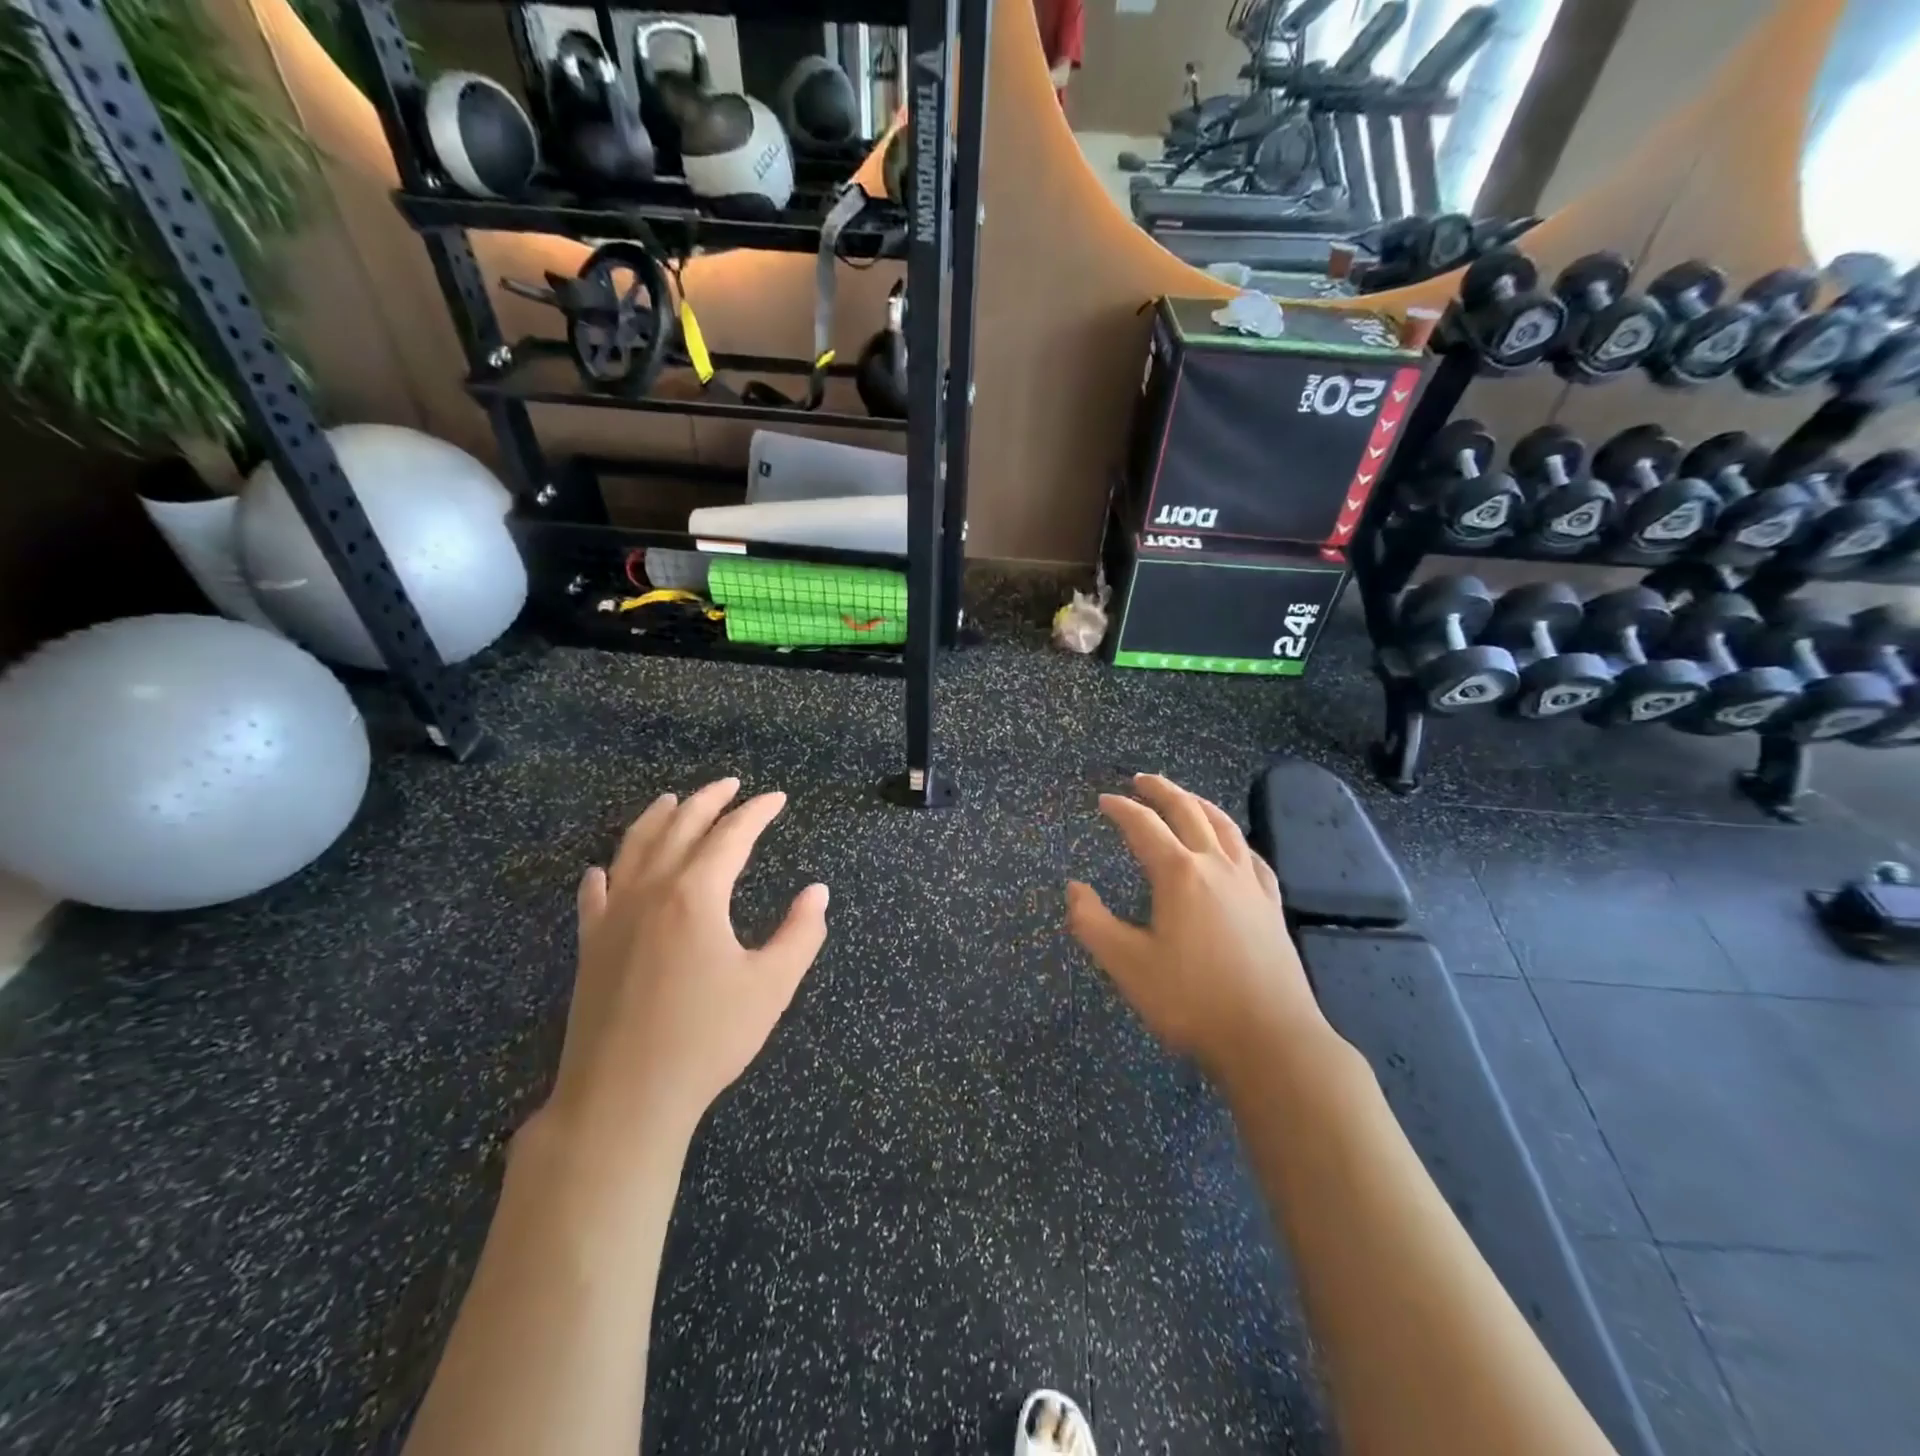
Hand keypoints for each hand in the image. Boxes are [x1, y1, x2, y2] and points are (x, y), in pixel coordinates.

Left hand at [540, 779, 829, 1156]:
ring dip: (656, 818)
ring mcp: (614, 916)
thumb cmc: (707, 1039)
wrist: (624, 1097)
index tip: (776, 798)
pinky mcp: (590, 946)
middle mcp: (651, 891)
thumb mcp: (771, 986)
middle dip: (709, 800)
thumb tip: (817, 891)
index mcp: (697, 894)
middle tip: (731, 784)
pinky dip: (604, 873)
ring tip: (673, 800)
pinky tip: (603, 869)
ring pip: (634, 848)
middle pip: (680, 827)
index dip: (757, 812)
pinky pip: (594, 895)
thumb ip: (801, 933)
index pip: (732, 835)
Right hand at [1066, 774, 1333, 1083]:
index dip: (1121, 809)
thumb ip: (1092, 923)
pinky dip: (1233, 837)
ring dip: (1199, 804)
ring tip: (1184, 797)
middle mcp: (1216, 866)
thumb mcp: (1127, 965)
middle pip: (1188, 811)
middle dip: (1161, 791)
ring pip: (1224, 826)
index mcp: (1179, 874)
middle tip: (1141, 780)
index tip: (1103, 801)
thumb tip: (1074, 888)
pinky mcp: (1271, 905)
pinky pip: (1251, 855)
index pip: (1144, 825)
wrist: (1270, 1039)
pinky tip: (1232, 845)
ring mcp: (1249, 883)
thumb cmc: (1191, 1001)